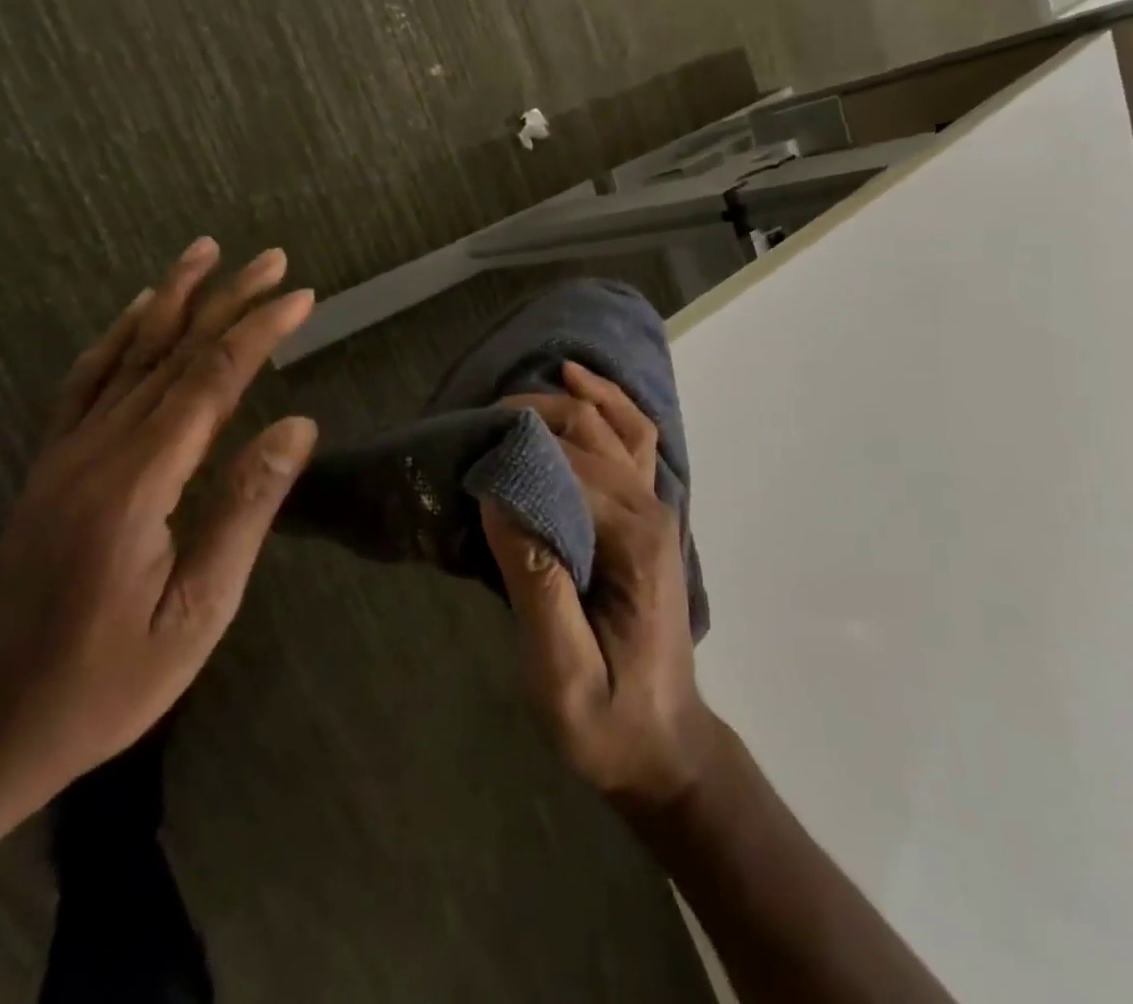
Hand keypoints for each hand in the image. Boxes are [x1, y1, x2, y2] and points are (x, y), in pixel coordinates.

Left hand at [0, 237, 318, 802]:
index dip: (258, 332)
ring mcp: (65, 456)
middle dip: (226, 300)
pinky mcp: (50, 469)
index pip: (210, 382)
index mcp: (138, 484)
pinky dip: (115, 338)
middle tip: (271, 257)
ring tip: (204, 254)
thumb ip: (245, 510)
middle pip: (171, 354)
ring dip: (172, 300)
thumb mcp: (196, 614)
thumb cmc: (101, 685)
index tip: (301, 295)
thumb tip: (298, 424)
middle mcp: (97, 452)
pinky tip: (135, 313)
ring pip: (126, 357)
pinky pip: (84, 385)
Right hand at [481, 362, 715, 815]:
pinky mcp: (650, 515)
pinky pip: (633, 441)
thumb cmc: (610, 722)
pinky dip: (607, 406)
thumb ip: (536, 585)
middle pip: (590, 432)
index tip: (466, 458)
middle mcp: (652, 509)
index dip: (516, 453)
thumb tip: (499, 500)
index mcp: (634, 541)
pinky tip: (579, 386)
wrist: (666, 745)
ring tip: (517, 396)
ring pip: (616, 424)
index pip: (569, 466)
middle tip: (475, 426)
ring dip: (568, 400)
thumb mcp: (563, 677)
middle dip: (532, 417)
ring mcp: (657, 508)